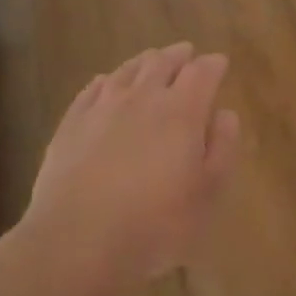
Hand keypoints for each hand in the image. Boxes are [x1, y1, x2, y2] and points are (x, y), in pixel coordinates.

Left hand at [17, 43, 240, 287]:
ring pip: (127, 71)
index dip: (213, 65)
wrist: (77, 241)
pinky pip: (92, 89)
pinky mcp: (70, 124)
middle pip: (162, 62)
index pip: (202, 72)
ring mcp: (102, 108)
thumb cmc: (156, 223)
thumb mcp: (208, 193)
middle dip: (179, 56)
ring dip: (144, 62)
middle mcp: (142, 98)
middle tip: (187, 53)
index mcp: (181, 111)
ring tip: (152, 61)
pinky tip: (106, 83)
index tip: (220, 63)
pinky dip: (107, 80)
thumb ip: (222, 148)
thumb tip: (225, 114)